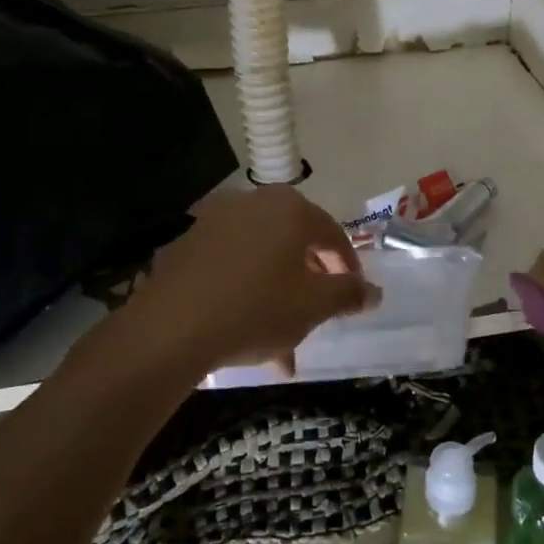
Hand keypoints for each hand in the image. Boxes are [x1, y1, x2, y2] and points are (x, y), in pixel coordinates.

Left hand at [121, 186, 379, 374]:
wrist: (169, 329)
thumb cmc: (256, 309)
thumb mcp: (314, 306)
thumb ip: (349, 294)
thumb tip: (374, 291)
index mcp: (290, 209)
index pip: (333, 234)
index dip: (348, 268)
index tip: (353, 297)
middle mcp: (253, 203)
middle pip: (294, 242)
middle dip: (310, 281)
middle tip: (318, 313)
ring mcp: (214, 220)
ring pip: (261, 258)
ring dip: (277, 293)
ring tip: (280, 339)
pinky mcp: (185, 244)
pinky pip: (229, 265)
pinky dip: (244, 291)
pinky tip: (243, 331)